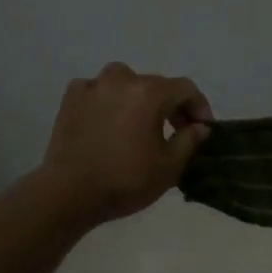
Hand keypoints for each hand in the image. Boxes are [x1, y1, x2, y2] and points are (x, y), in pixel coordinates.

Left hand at [37, 63, 212, 225]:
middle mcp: (122, 79)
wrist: (68, 193)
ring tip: (140, 123)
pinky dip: (109, 101)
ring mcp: (93, 86)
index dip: (200, 107)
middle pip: (156, 85)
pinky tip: (109, 122)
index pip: (186, 89)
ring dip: (139, 98)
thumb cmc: (125, 180)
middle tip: (177, 131)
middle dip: (171, 105)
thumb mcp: (169, 166)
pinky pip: (98, 91)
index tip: (203, 129)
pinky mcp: (71, 98)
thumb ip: (189, 140)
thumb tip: (198, 126)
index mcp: (150, 93)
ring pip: (125, 83)